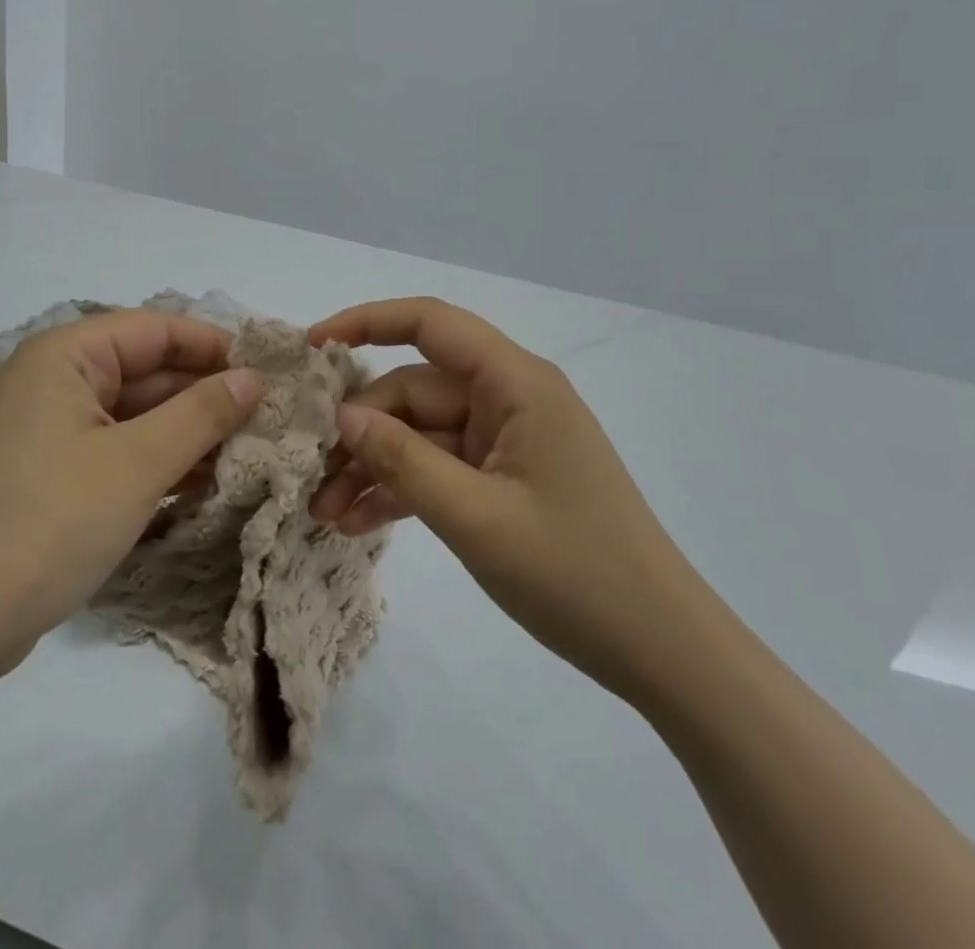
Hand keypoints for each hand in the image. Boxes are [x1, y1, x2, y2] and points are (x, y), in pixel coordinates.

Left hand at [0, 311, 263, 673]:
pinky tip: (207, 482)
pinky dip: (158, 461)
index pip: (154, 329)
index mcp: (64, 355)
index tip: (268, 370)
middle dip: (204, 395)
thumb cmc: (50, 522)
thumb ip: (201, 414)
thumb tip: (252, 378)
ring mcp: (50, 429)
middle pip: (146, 371)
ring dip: (187, 432)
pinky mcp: (51, 473)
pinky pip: (117, 449)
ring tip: (250, 452)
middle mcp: (54, 380)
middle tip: (268, 418)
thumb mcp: (138, 463)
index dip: (212, 346)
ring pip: (135, 414)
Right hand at [309, 298, 705, 698]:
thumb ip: (402, 460)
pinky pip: (440, 467)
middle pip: (415, 390)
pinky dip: (402, 489)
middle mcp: (510, 398)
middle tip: (311, 478)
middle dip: (360, 430)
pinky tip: (358, 523)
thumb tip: (342, 416)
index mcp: (516, 383)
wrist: (663, 653)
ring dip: (373, 467)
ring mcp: (506, 440)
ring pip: (420, 433)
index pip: (431, 324)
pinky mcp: (504, 477)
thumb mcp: (475, 518)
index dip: (367, 322)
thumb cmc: (576, 575)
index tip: (312, 347)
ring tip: (325, 512)